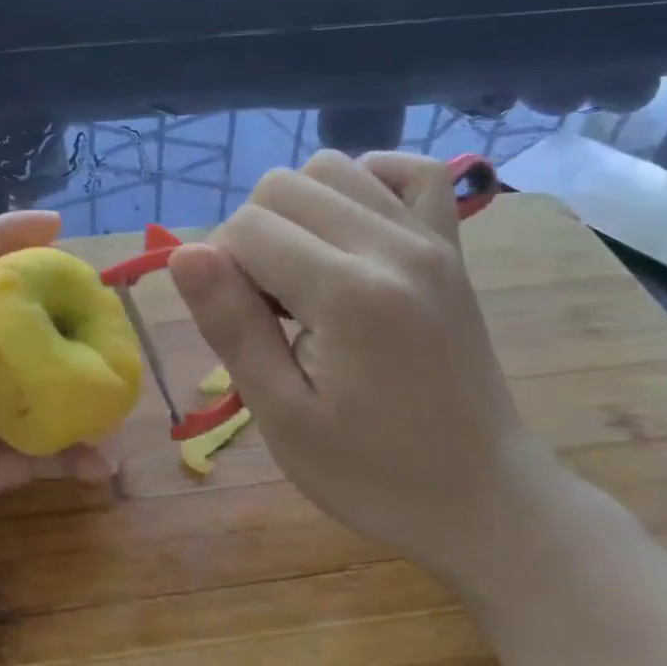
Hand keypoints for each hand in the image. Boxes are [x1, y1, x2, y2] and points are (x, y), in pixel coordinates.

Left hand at [0, 210, 110, 663]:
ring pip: (30, 391)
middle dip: (55, 311)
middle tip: (106, 319)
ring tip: (116, 404)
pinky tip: (98, 466)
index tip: (54, 226)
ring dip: (74, 391)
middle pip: (7, 323)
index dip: (0, 236)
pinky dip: (67, 456)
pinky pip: (30, 457)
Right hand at [167, 150, 559, 585]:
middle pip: (283, 185)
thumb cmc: (372, 472)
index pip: (247, 228)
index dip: (222, 270)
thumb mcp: (283, 415)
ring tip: (306, 272)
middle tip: (271, 306)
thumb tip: (184, 253)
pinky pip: (412, 171)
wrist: (482, 498)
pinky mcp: (451, 246)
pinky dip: (369, 182)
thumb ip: (231, 325)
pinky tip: (352, 227)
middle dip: (254, 236)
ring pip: (333, 166)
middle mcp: (393, 245)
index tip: (244, 324)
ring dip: (298, 208)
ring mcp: (431, 239)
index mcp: (349, 294)